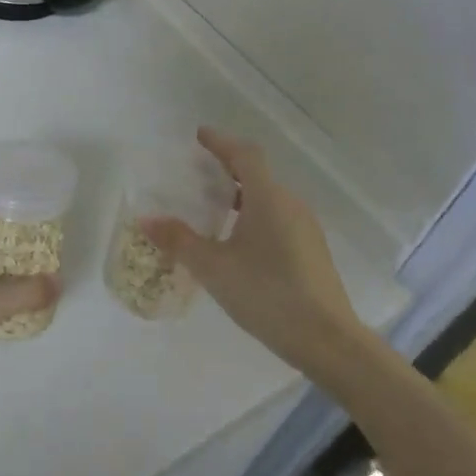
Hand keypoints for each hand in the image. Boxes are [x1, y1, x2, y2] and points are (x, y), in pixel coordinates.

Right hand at [142, 128, 362, 377]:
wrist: (328, 340)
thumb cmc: (267, 294)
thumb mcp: (214, 268)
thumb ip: (179, 241)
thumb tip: (146, 220)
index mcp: (268, 198)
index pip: (243, 154)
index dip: (220, 141)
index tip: (200, 135)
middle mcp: (290, 204)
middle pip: (257, 173)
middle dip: (227, 167)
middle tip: (198, 172)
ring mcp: (305, 227)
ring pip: (268, 197)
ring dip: (241, 193)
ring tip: (213, 207)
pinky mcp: (311, 250)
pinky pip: (277, 217)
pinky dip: (254, 214)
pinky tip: (238, 240)